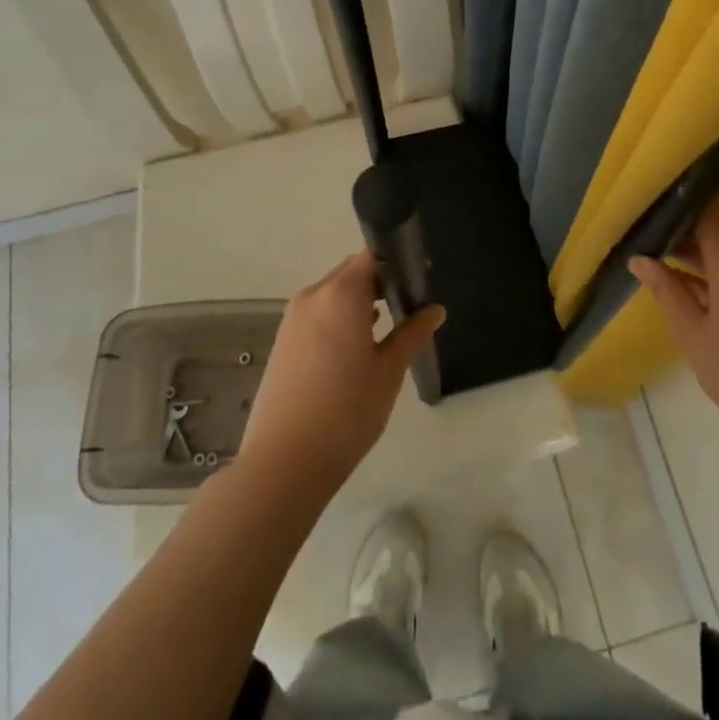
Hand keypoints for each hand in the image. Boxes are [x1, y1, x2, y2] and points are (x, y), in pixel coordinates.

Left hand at [237, 250, 443, 502]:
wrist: (283, 463)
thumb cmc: (346, 412)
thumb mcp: (389, 371)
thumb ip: (412, 333)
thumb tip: (435, 310)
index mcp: (340, 294)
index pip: (372, 256)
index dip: (398, 262)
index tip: (421, 280)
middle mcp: (313, 295)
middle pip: (351, 271)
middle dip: (380, 281)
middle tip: (409, 305)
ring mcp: (293, 318)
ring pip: (334, 293)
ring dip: (359, 300)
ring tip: (387, 328)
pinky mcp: (283, 340)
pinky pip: (318, 312)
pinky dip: (340, 317)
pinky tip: (357, 348)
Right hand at [630, 200, 718, 473]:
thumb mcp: (691, 332)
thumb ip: (665, 290)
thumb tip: (640, 258)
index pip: (709, 212)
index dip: (683, 200)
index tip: (653, 196)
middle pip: (715, 233)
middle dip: (679, 231)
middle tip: (639, 230)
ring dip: (691, 256)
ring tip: (650, 254)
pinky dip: (707, 276)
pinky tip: (679, 286)